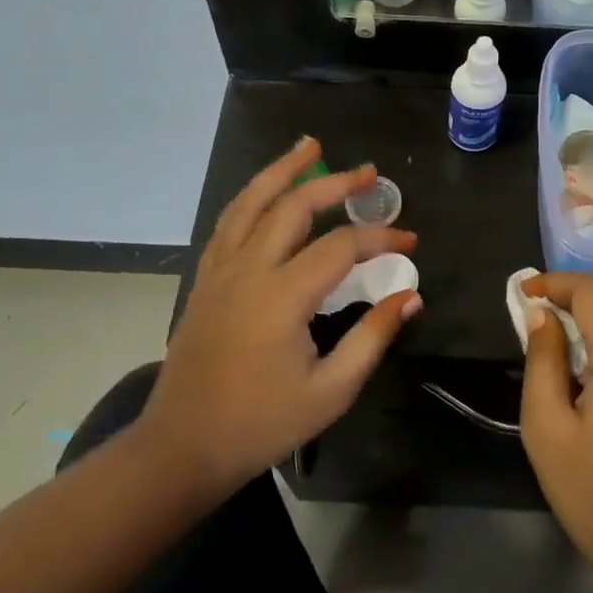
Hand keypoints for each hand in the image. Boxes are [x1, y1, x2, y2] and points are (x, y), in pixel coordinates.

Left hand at [138, 138, 420, 499]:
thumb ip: (373, 337)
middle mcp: (248, 269)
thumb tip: (409, 296)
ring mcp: (220, 271)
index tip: (410, 242)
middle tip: (369, 172)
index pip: (341, 246)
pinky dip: (252, 197)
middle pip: (294, 207)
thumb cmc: (261, 424)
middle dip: (335, 184)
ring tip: (308, 146)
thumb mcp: (331, 391)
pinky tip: (267, 192)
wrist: (183, 446)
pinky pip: (229, 223)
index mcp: (282, 296)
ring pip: (251, 202)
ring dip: (282, 171)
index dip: (380, 238)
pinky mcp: (205, 280)